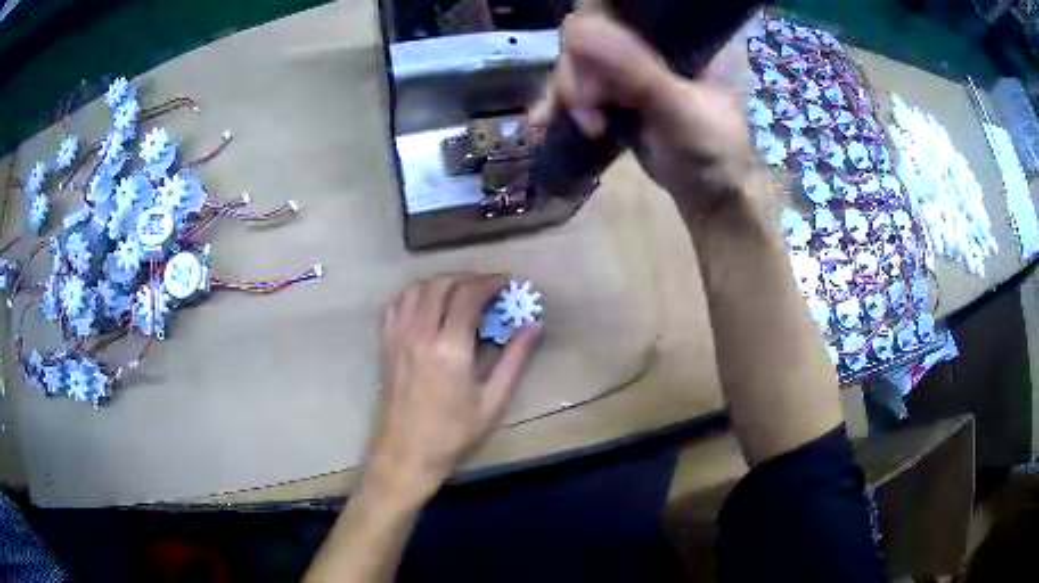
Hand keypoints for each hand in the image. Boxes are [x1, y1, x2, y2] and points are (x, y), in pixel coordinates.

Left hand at [362, 274, 540, 505]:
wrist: (405, 453)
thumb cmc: (453, 434)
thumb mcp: (492, 402)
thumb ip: (515, 360)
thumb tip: (534, 326)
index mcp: (449, 349)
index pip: (468, 295)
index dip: (489, 282)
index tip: (506, 282)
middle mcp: (419, 334)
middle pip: (442, 284)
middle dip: (468, 277)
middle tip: (488, 286)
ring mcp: (398, 336)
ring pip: (417, 288)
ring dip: (442, 281)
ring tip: (461, 291)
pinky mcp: (385, 343)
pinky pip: (396, 303)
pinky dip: (415, 293)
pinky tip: (428, 303)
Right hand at [533, 12, 759, 219]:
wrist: (709, 196)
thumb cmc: (713, 152)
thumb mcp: (682, 112)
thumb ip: (638, 73)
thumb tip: (576, 31)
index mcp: (680, 33)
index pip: (624, 4)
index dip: (593, 19)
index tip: (581, 51)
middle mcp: (651, 41)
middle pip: (591, 31)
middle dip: (580, 72)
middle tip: (591, 111)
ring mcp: (630, 66)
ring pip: (579, 59)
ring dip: (571, 92)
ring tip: (589, 128)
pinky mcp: (615, 92)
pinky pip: (578, 86)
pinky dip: (561, 104)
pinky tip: (545, 123)